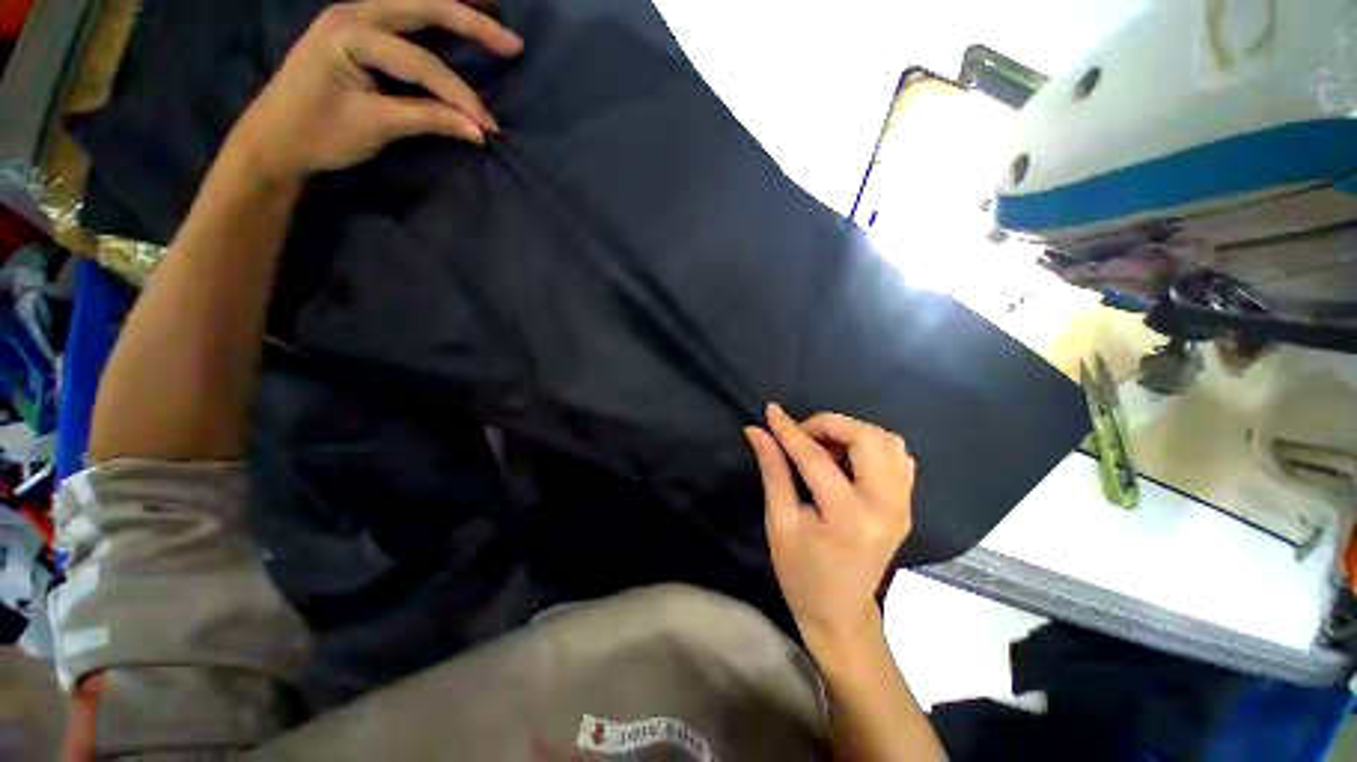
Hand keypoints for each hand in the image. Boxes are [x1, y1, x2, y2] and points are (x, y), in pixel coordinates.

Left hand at [225, 0, 522, 182]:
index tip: (489, 126)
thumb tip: (479, 130)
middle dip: (471, 24)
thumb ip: (429, 119)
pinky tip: (457, 26)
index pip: (420, 62)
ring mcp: (354, 16)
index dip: (459, 94)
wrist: (273, 138)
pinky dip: (435, 22)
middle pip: (422, 7)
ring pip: (415, 5)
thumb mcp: (375, 126)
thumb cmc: (317, 133)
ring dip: (456, 14)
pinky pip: (404, 18)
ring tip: (493, 28)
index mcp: (348, 34)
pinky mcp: (358, 30)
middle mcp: (353, 12)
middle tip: (513, 44)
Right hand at [745, 404, 915, 660]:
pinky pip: (897, 457)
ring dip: (851, 433)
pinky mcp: (906, 505)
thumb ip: (772, 471)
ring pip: (888, 441)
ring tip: (823, 447)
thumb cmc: (802, 574)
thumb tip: (757, 431)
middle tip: (801, 435)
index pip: (816, 458)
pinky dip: (870, 446)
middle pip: (868, 438)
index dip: (790, 430)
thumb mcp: (779, 523)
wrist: (841, 614)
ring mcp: (903, 505)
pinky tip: (846, 459)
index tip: (771, 411)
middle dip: (829, 424)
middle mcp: (887, 506)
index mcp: (850, 517)